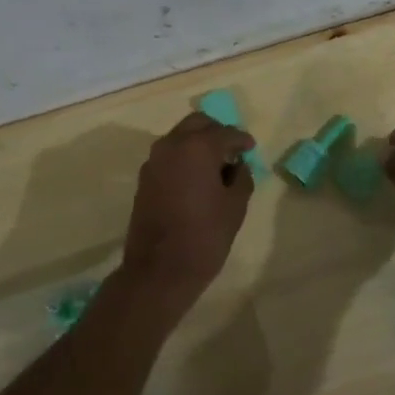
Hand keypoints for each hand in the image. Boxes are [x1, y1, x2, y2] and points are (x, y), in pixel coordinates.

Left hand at [119, 112, 255, 318]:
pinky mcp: (144, 177)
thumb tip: (237, 166)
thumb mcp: (235, 207)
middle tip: (231, 150)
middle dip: (216, 132)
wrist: (158, 271)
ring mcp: (154, 160)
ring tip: (215, 164)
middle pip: (197, 124)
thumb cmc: (204, 237)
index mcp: (197, 147)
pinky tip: (196, 178)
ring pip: (180, 137)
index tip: (250, 148)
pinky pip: (169, 155)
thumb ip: (241, 178)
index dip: (241, 140)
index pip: (225, 133)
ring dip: (198, 143)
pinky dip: (184, 157)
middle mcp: (172, 145)